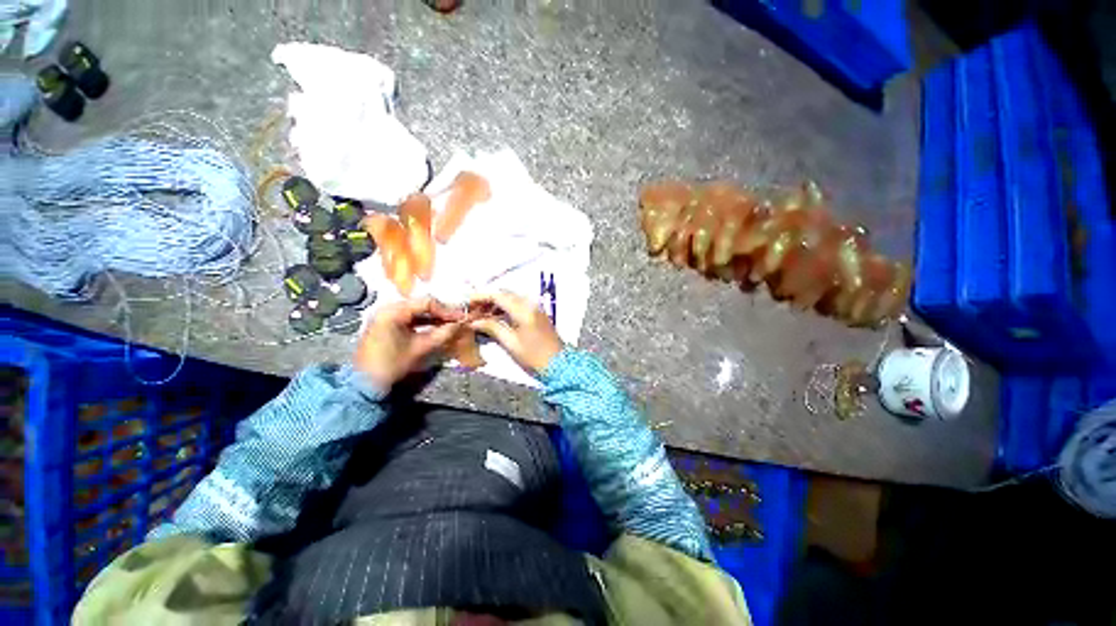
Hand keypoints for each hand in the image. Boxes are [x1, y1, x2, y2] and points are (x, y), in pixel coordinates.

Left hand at [354, 297, 464, 389]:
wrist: (364, 382)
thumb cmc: (391, 364)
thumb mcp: (419, 348)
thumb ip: (442, 334)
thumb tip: (460, 324)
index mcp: (393, 311)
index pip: (427, 303)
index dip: (447, 310)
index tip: (461, 318)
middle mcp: (388, 308)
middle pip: (422, 304)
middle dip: (442, 312)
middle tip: (457, 320)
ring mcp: (386, 315)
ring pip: (417, 311)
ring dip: (434, 317)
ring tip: (450, 323)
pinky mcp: (387, 324)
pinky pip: (410, 317)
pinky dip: (424, 322)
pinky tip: (437, 327)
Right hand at [467, 292, 562, 374]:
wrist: (559, 365)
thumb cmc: (533, 356)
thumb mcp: (510, 343)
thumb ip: (492, 328)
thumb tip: (474, 321)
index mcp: (523, 310)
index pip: (498, 295)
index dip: (480, 296)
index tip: (466, 303)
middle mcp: (530, 304)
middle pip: (504, 294)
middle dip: (487, 299)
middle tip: (472, 311)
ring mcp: (535, 308)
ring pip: (511, 299)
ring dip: (495, 304)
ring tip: (481, 316)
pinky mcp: (537, 314)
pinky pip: (518, 305)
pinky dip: (505, 309)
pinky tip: (495, 319)